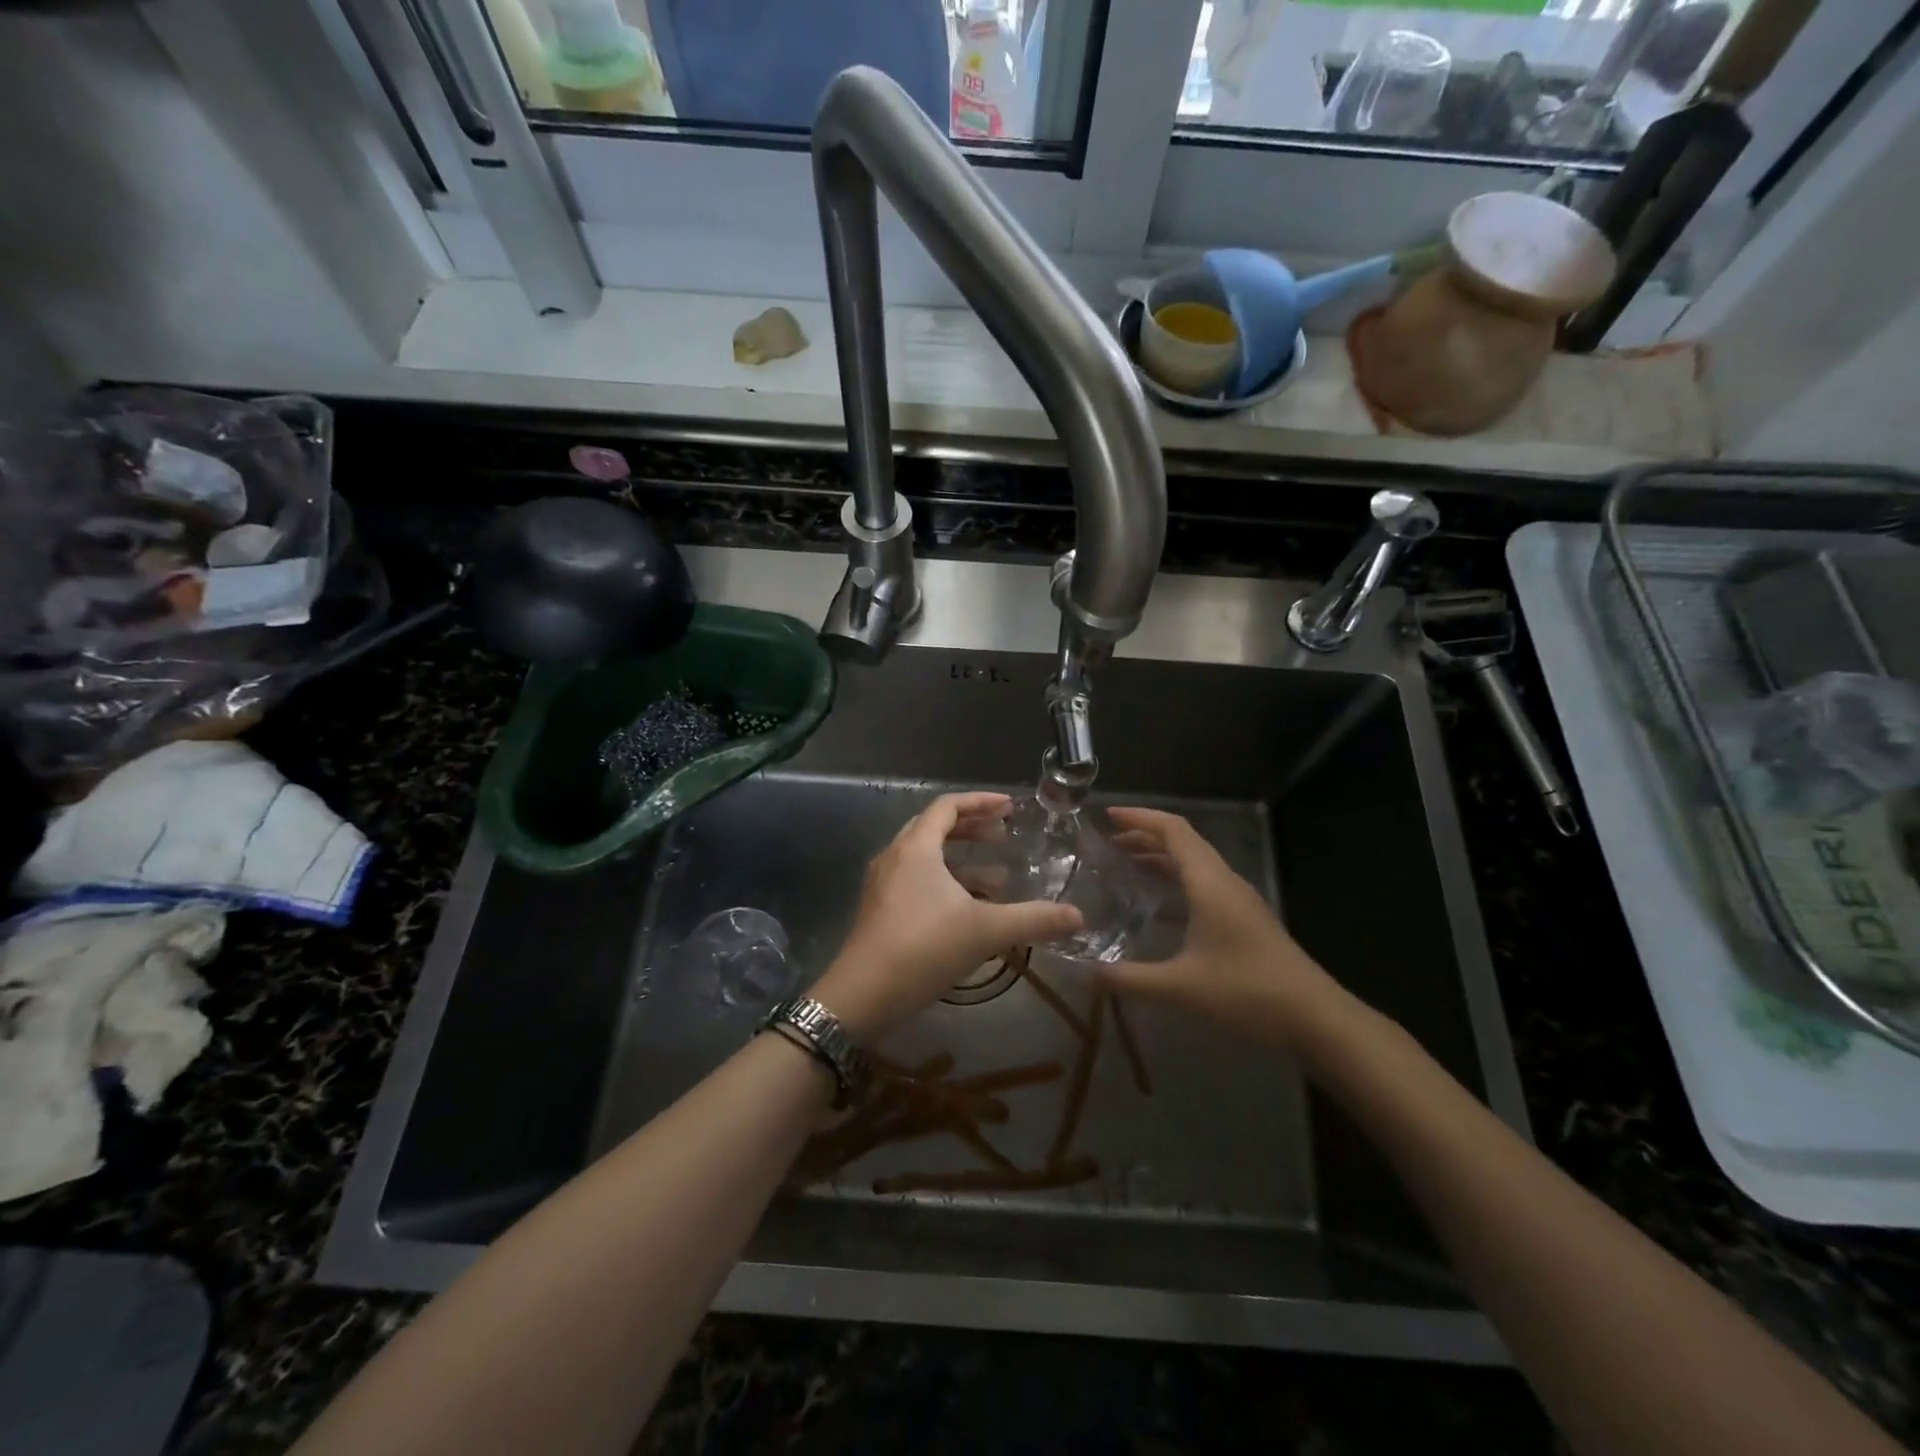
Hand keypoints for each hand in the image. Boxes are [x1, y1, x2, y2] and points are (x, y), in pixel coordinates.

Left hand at [812, 792, 1083, 1042]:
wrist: (861, 996)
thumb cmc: (922, 949)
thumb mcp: (985, 931)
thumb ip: (1034, 920)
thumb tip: (1079, 916)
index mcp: (915, 848)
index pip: (947, 806)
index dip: (980, 802)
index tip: (1010, 807)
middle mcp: (895, 857)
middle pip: (934, 827)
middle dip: (971, 828)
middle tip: (1003, 836)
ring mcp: (883, 884)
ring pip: (925, 857)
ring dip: (960, 860)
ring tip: (997, 877)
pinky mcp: (879, 910)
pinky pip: (916, 880)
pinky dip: (945, 883)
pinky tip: (968, 909)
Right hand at [1100, 807, 1355, 1055]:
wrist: (1317, 1020)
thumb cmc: (1248, 993)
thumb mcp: (1180, 987)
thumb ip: (1128, 978)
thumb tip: (1082, 974)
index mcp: (1210, 883)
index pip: (1173, 830)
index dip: (1139, 818)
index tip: (1106, 816)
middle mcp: (1225, 882)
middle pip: (1183, 842)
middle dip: (1143, 836)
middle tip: (1106, 844)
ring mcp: (1238, 901)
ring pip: (1195, 864)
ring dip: (1160, 859)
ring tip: (1124, 867)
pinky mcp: (1245, 920)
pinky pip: (1204, 885)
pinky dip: (1175, 883)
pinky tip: (1156, 909)